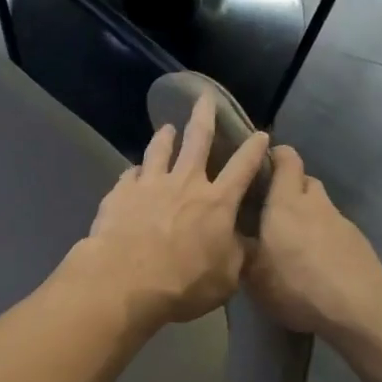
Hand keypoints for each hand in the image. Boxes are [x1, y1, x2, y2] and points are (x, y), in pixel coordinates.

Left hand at [68, 94, 270, 325]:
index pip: (243, 167)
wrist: (125, 281)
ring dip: (165, 137)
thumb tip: (246, 243)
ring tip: (166, 128)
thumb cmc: (183, 284)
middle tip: (205, 98)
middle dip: (204, 116)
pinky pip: (130, 174)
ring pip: (159, 150)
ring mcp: (150, 184)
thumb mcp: (226, 278)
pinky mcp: (120, 193)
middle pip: (198, 140)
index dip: (254, 149)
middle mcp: (185, 183)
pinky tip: (134, 171)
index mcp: (217, 202)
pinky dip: (135, 171)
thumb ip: (237, 255)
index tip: (261, 133)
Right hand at [244, 146, 381, 338]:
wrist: (359, 305)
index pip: (286, 160)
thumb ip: (242, 250)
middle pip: (305, 181)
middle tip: (270, 208)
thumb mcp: (254, 275)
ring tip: (291, 240)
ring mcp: (341, 222)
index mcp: (286, 202)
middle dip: (289, 188)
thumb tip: (232, 237)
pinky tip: (314, 261)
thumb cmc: (296, 283)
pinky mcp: (358, 242)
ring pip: (320, 207)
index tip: (261, 163)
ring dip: (307, 215)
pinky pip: (333, 230)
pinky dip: (322, 237)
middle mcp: (315, 203)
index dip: (275, 155)